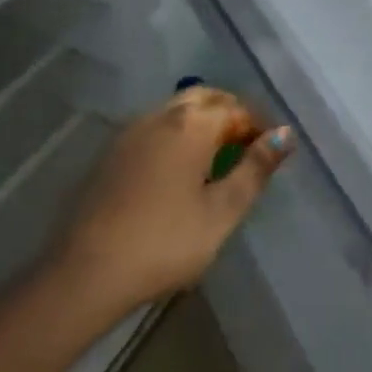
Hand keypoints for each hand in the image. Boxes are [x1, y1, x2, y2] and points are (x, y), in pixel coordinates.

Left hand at [44, 87, 291, 323]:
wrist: (86, 273)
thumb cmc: (166, 242)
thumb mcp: (222, 211)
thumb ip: (255, 169)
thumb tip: (285, 135)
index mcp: (192, 124)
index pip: (237, 109)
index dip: (260, 127)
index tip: (272, 153)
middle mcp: (160, 116)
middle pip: (204, 98)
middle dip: (231, 114)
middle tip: (248, 148)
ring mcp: (130, 132)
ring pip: (176, 110)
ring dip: (202, 122)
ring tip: (218, 159)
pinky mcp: (110, 153)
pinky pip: (154, 128)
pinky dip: (177, 135)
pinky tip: (179, 170)